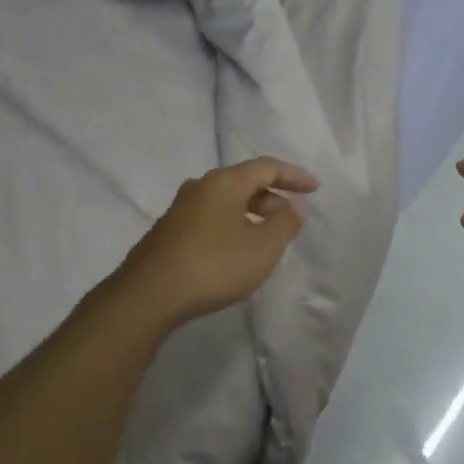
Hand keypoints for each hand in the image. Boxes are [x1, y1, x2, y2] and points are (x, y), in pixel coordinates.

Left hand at [112, 157, 318, 329]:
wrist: (148, 296)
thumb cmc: (214, 264)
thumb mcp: (263, 246)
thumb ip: (285, 223)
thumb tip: (289, 210)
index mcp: (224, 182)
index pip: (266, 167)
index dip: (294, 176)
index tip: (315, 188)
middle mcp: (199, 188)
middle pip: (244, 184)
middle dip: (272, 199)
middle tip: (291, 222)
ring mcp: (179, 211)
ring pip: (226, 204)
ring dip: (251, 215)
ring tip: (267, 238)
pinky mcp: (168, 235)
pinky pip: (211, 221)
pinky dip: (232, 228)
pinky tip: (236, 253)